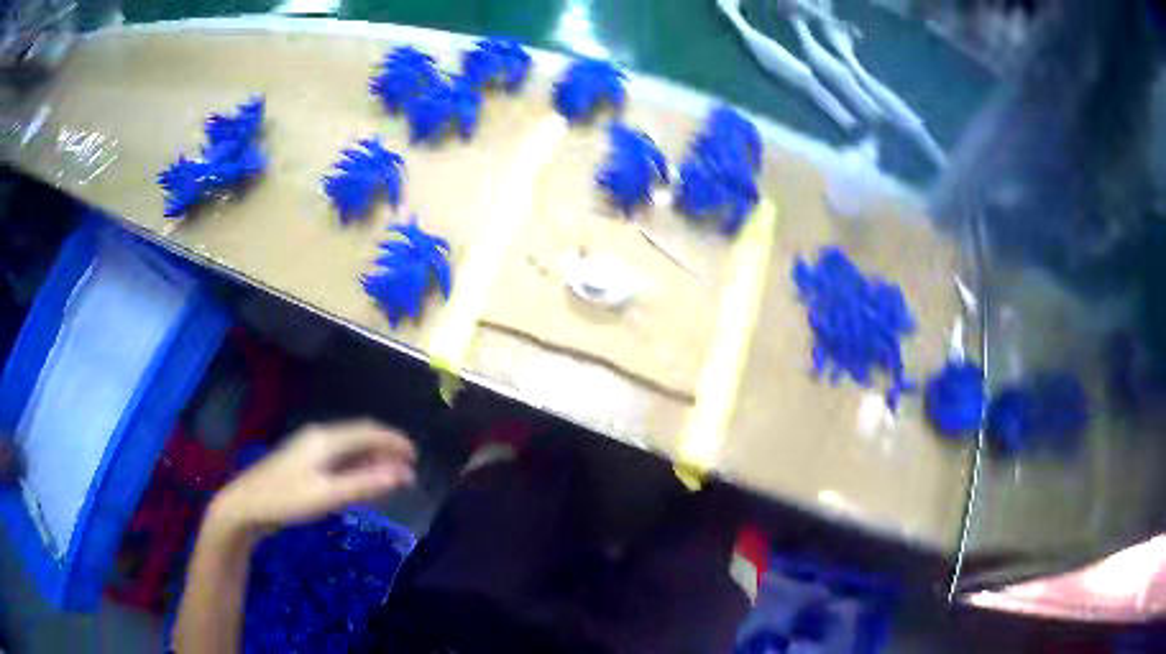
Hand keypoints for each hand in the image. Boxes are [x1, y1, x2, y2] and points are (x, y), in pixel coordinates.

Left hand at [209, 420, 416, 535]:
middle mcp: (318, 437)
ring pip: (348, 448)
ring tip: (391, 476)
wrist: (246, 506)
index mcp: (325, 439)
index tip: (416, 455)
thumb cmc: (287, 500)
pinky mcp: (303, 464)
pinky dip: (356, 466)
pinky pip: (338, 459)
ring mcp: (309, 450)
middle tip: (408, 470)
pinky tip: (361, 480)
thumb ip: (364, 484)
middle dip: (385, 450)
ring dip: (372, 459)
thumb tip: (401, 474)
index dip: (393, 441)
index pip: (367, 431)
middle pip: (359, 437)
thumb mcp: (328, 495)